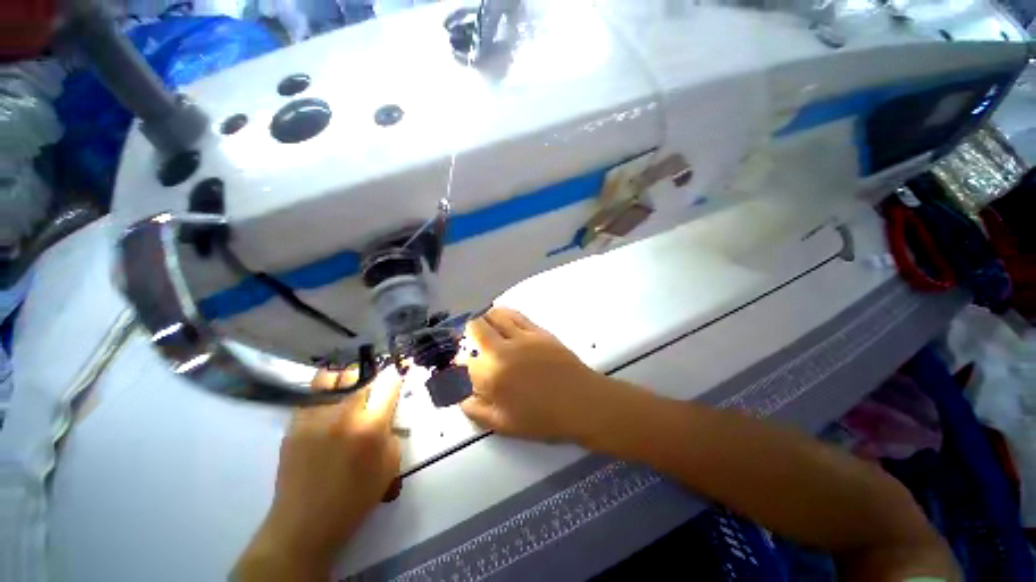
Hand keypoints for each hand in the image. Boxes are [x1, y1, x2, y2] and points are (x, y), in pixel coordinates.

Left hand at [234, 368, 401, 579]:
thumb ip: (391, 432)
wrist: (305, 523)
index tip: (400, 371)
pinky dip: (324, 391)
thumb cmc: (355, 497)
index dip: (397, 374)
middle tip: (373, 386)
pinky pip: (311, 394)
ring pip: (333, 378)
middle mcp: (343, 414)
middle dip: (371, 377)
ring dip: (346, 379)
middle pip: (361, 376)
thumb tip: (386, 412)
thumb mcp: (390, 465)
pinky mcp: (295, 423)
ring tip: (349, 387)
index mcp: (371, 426)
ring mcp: (315, 417)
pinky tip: (328, 400)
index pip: (388, 383)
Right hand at [460, 307, 620, 443]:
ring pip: (495, 315)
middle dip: (467, 334)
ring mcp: (521, 336)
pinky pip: (515, 315)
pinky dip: (504, 315)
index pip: (463, 361)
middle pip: (474, 328)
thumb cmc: (544, 418)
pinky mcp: (537, 330)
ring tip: (486, 329)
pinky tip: (503, 320)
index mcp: (491, 375)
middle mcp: (502, 349)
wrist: (582, 401)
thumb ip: (476, 410)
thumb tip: (461, 397)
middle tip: (471, 344)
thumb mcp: (504, 424)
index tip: (461, 368)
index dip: (459, 364)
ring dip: (485, 320)